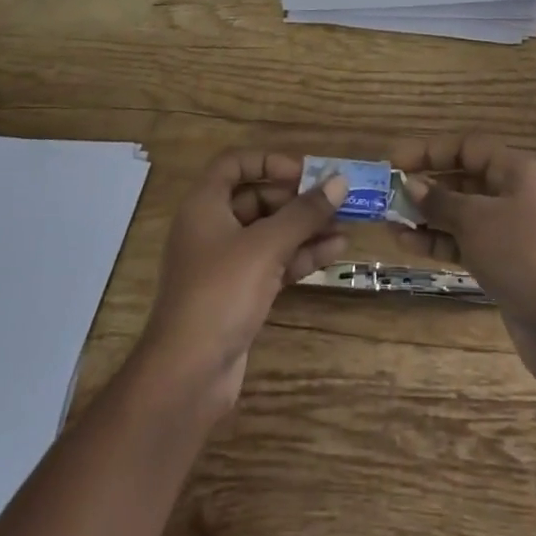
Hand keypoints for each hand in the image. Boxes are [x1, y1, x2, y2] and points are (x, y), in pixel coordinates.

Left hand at [136, 149, 347, 415]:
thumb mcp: (266, 246)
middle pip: (257, 198)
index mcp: (204, 205)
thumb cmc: (221, 292)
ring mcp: (225, 263)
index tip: (304, 171)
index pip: (234, 164)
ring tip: (347, 225)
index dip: (268, 161)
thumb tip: (340, 181)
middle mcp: (212, 228)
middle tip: (335, 199)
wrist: (188, 374)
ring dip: (305, 227)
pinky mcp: (239, 293)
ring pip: (270, 233)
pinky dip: (300, 255)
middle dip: (297, 198)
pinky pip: (273, 262)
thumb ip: (304, 212)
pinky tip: (334, 251)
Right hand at [389, 135, 535, 386]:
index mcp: (518, 172)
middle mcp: (517, 196)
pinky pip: (467, 243)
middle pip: (465, 180)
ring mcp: (512, 233)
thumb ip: (440, 200)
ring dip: (427, 217)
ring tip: (389, 223)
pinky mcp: (506, 265)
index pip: (469, 148)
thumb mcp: (476, 219)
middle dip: (426, 186)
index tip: (395, 162)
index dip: (431, 151)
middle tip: (387, 196)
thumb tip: (412, 185)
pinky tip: (407, 244)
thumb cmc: (523, 254)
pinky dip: (440, 241)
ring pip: (462, 215)